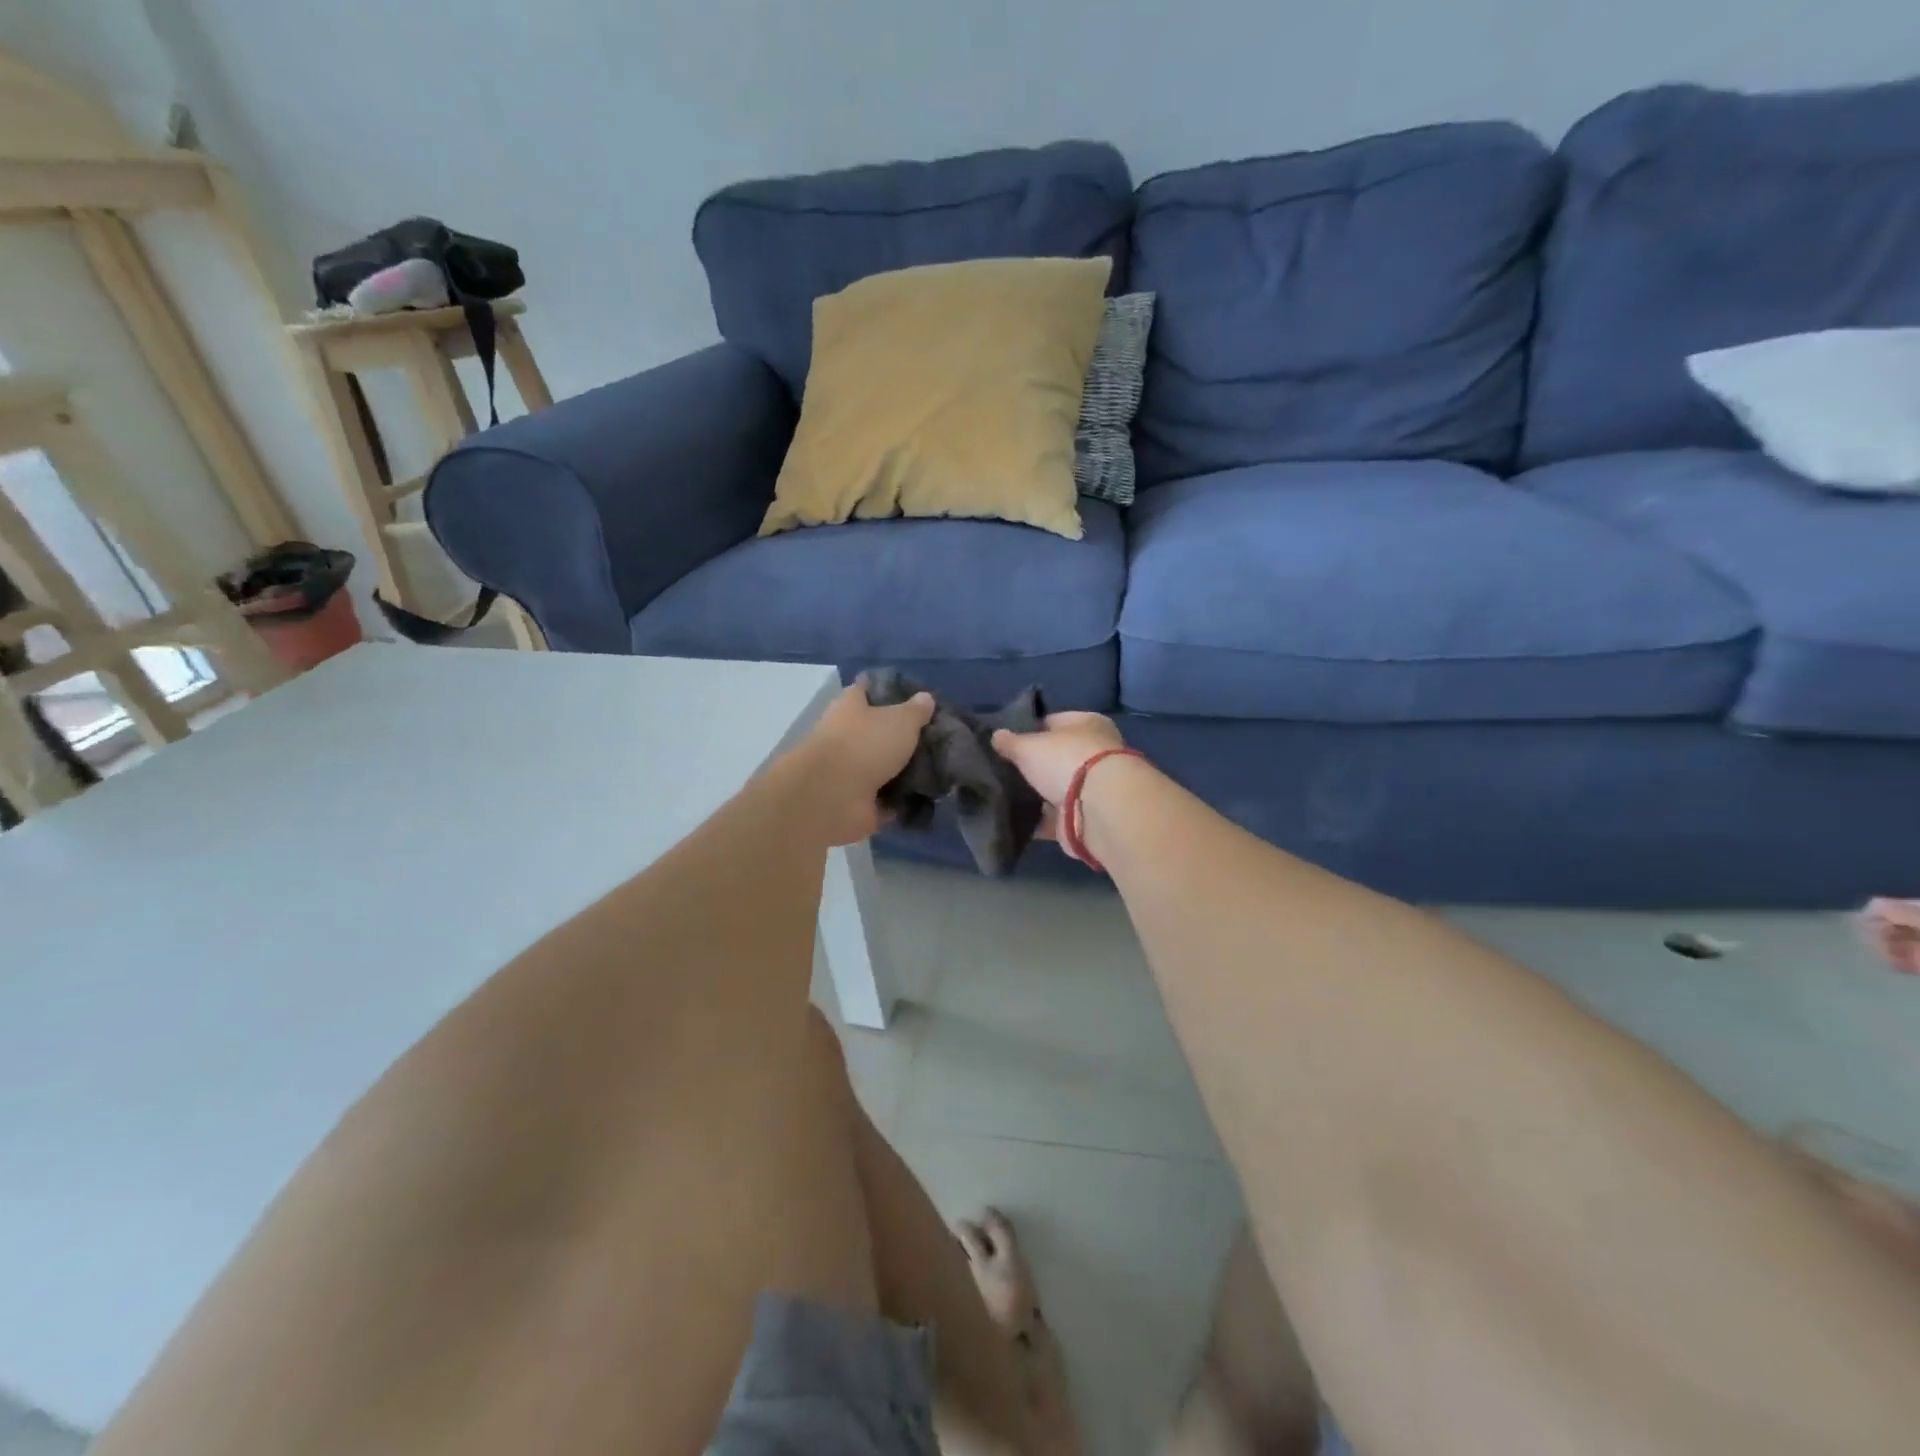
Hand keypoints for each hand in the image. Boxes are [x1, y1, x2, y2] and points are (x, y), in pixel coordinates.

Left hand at [789, 681, 934, 845]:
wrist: (834, 796)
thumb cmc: (866, 744)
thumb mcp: (901, 719)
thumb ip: (916, 710)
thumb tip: (926, 698)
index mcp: (850, 707)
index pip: (866, 690)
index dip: (888, 690)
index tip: (915, 696)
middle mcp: (845, 736)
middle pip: (876, 730)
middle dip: (901, 735)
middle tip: (935, 737)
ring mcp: (849, 771)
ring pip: (882, 766)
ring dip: (904, 770)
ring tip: (939, 768)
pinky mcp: (856, 801)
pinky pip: (885, 798)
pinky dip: (902, 800)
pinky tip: (928, 796)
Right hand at [991, 712, 1127, 850]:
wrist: (1098, 809)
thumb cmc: (1066, 761)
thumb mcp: (1028, 745)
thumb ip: (1010, 742)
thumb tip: (996, 736)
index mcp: (1088, 724)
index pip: (1054, 721)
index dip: (1030, 730)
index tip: (1006, 743)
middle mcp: (1096, 753)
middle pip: (1057, 757)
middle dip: (1033, 765)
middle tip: (1003, 770)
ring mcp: (1093, 788)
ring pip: (1056, 788)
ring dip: (1036, 794)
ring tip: (1004, 795)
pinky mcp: (1086, 817)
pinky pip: (1056, 817)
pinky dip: (1039, 820)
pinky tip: (1015, 820)